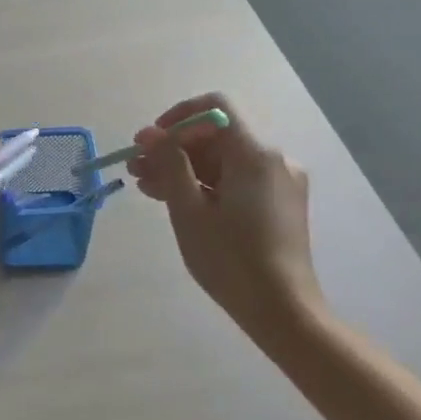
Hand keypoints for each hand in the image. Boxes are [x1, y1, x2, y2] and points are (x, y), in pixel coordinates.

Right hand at [126, 94, 323, 341]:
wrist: (283, 312)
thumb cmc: (231, 259)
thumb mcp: (189, 209)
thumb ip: (168, 164)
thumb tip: (148, 134)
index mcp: (256, 154)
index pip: (216, 107)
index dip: (178, 117)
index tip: (150, 142)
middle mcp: (274, 159)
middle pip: (217, 136)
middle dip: (174, 147)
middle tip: (137, 169)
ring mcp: (279, 182)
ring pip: (223, 159)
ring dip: (184, 167)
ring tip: (147, 187)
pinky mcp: (278, 203)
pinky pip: (236, 179)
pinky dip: (205, 184)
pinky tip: (175, 200)